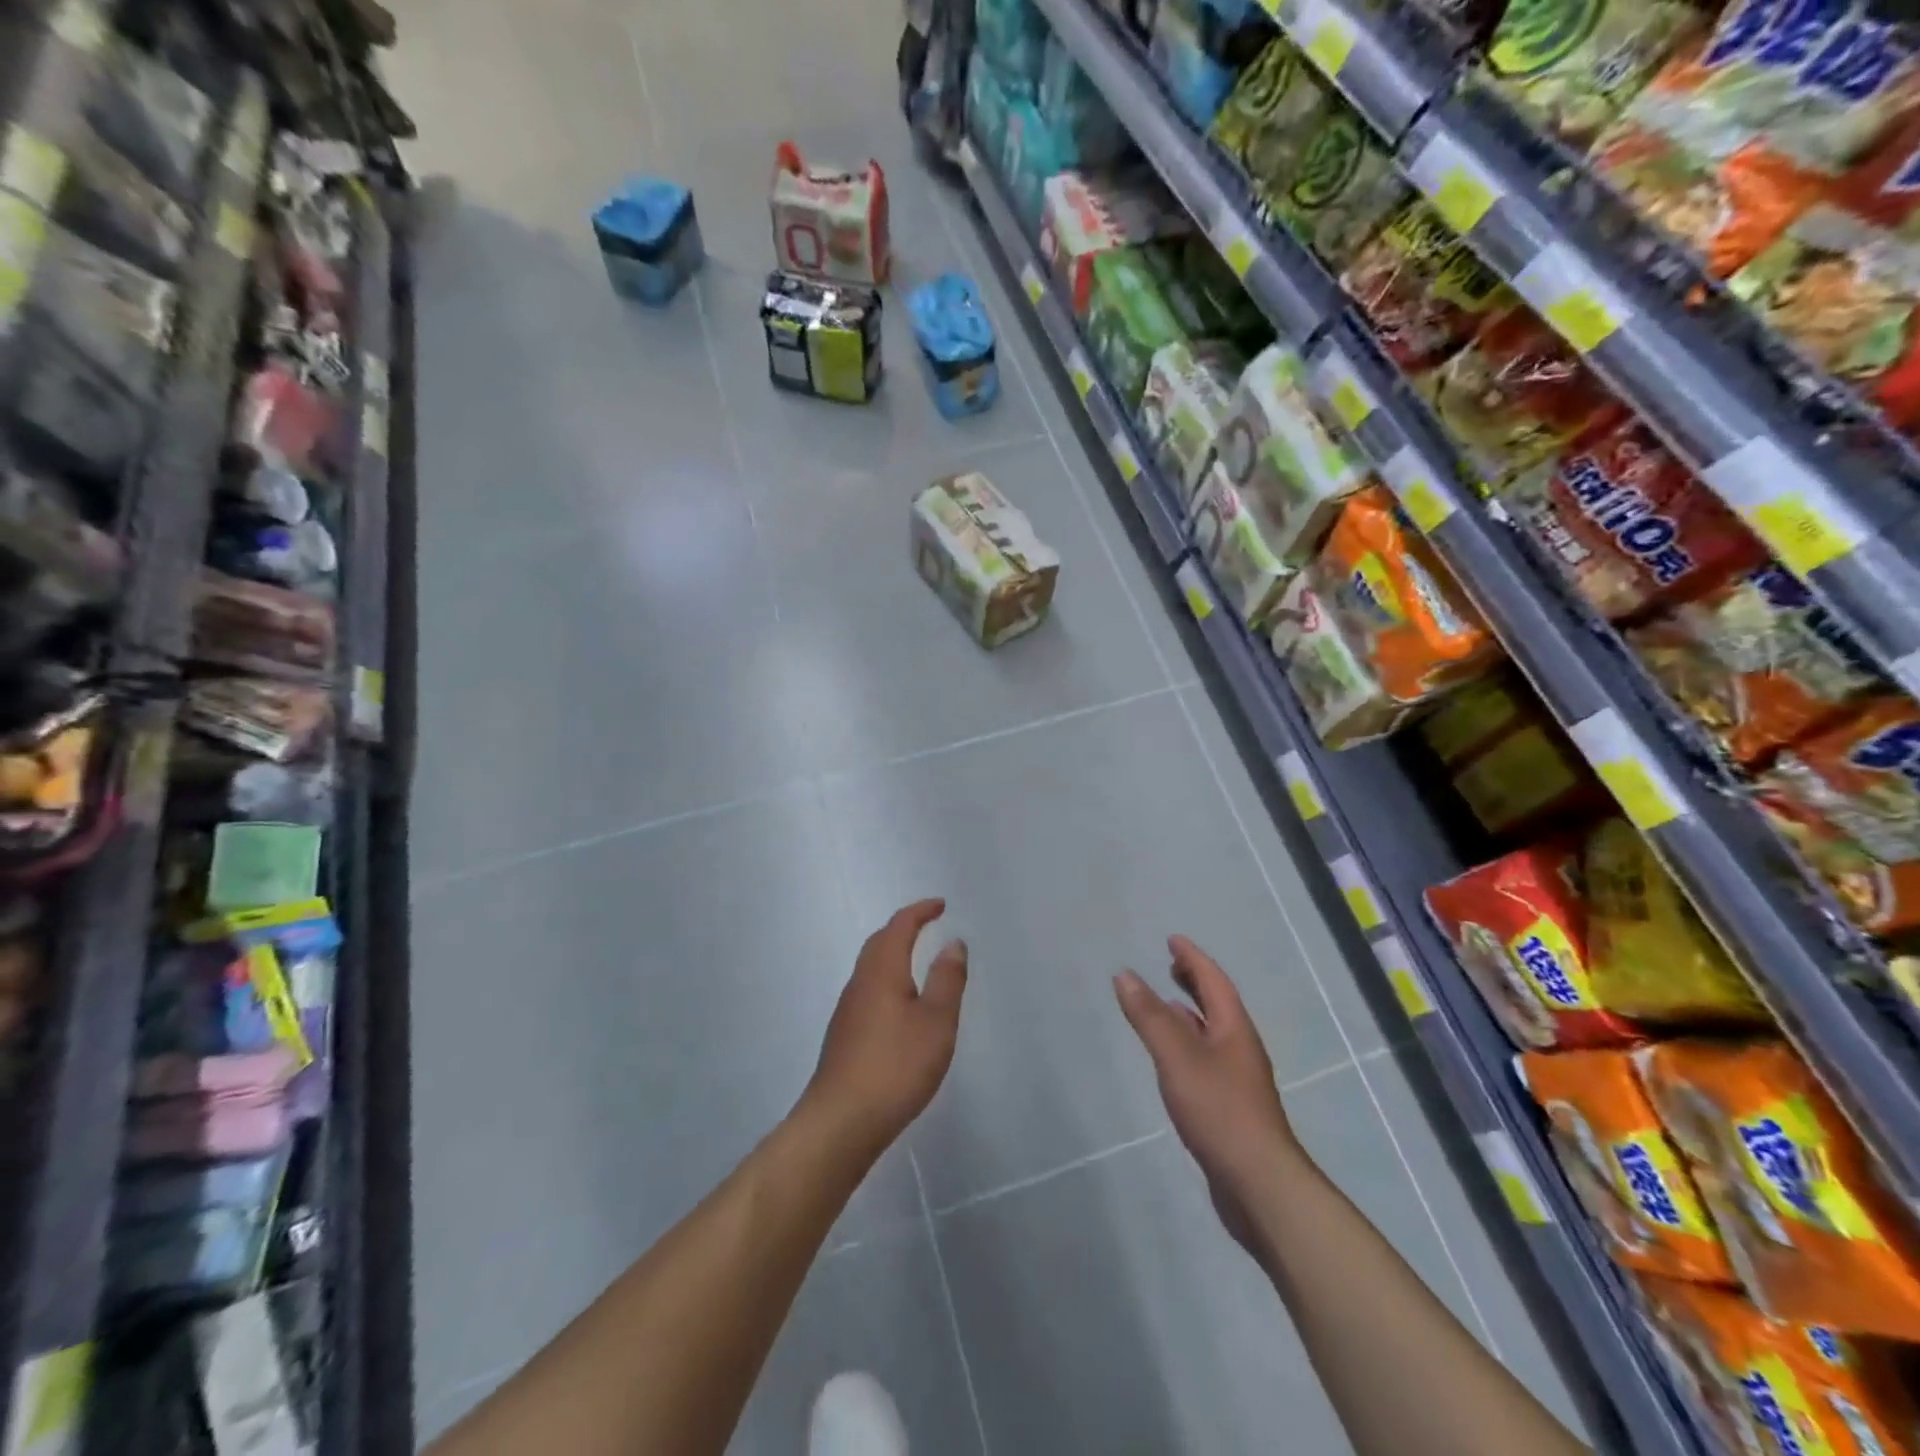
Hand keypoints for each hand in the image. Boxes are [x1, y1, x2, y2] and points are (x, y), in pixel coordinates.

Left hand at [803, 899, 967, 1160]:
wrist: (841, 1121)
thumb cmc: (895, 1066)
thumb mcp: (936, 1022)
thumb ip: (947, 980)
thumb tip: (953, 942)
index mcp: (882, 971)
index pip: (899, 927)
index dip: (919, 912)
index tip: (940, 905)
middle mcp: (859, 983)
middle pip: (879, 943)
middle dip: (903, 928)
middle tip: (927, 924)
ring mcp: (847, 1010)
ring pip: (871, 967)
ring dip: (893, 954)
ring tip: (917, 960)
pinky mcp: (844, 1036)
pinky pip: (868, 990)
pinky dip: (887, 979)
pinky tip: (898, 1005)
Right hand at [1115, 937, 1302, 1249]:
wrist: (1259, 1185)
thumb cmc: (1220, 1111)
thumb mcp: (1178, 1058)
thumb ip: (1150, 1017)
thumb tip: (1125, 974)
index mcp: (1234, 1030)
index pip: (1214, 982)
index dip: (1193, 959)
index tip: (1173, 940)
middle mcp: (1239, 1048)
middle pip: (1217, 1005)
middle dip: (1194, 982)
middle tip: (1170, 965)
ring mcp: (1236, 1079)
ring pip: (1211, 1032)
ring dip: (1189, 1012)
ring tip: (1166, 1003)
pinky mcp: (1228, 1106)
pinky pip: (1205, 1058)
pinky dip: (1187, 1043)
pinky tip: (1172, 1057)